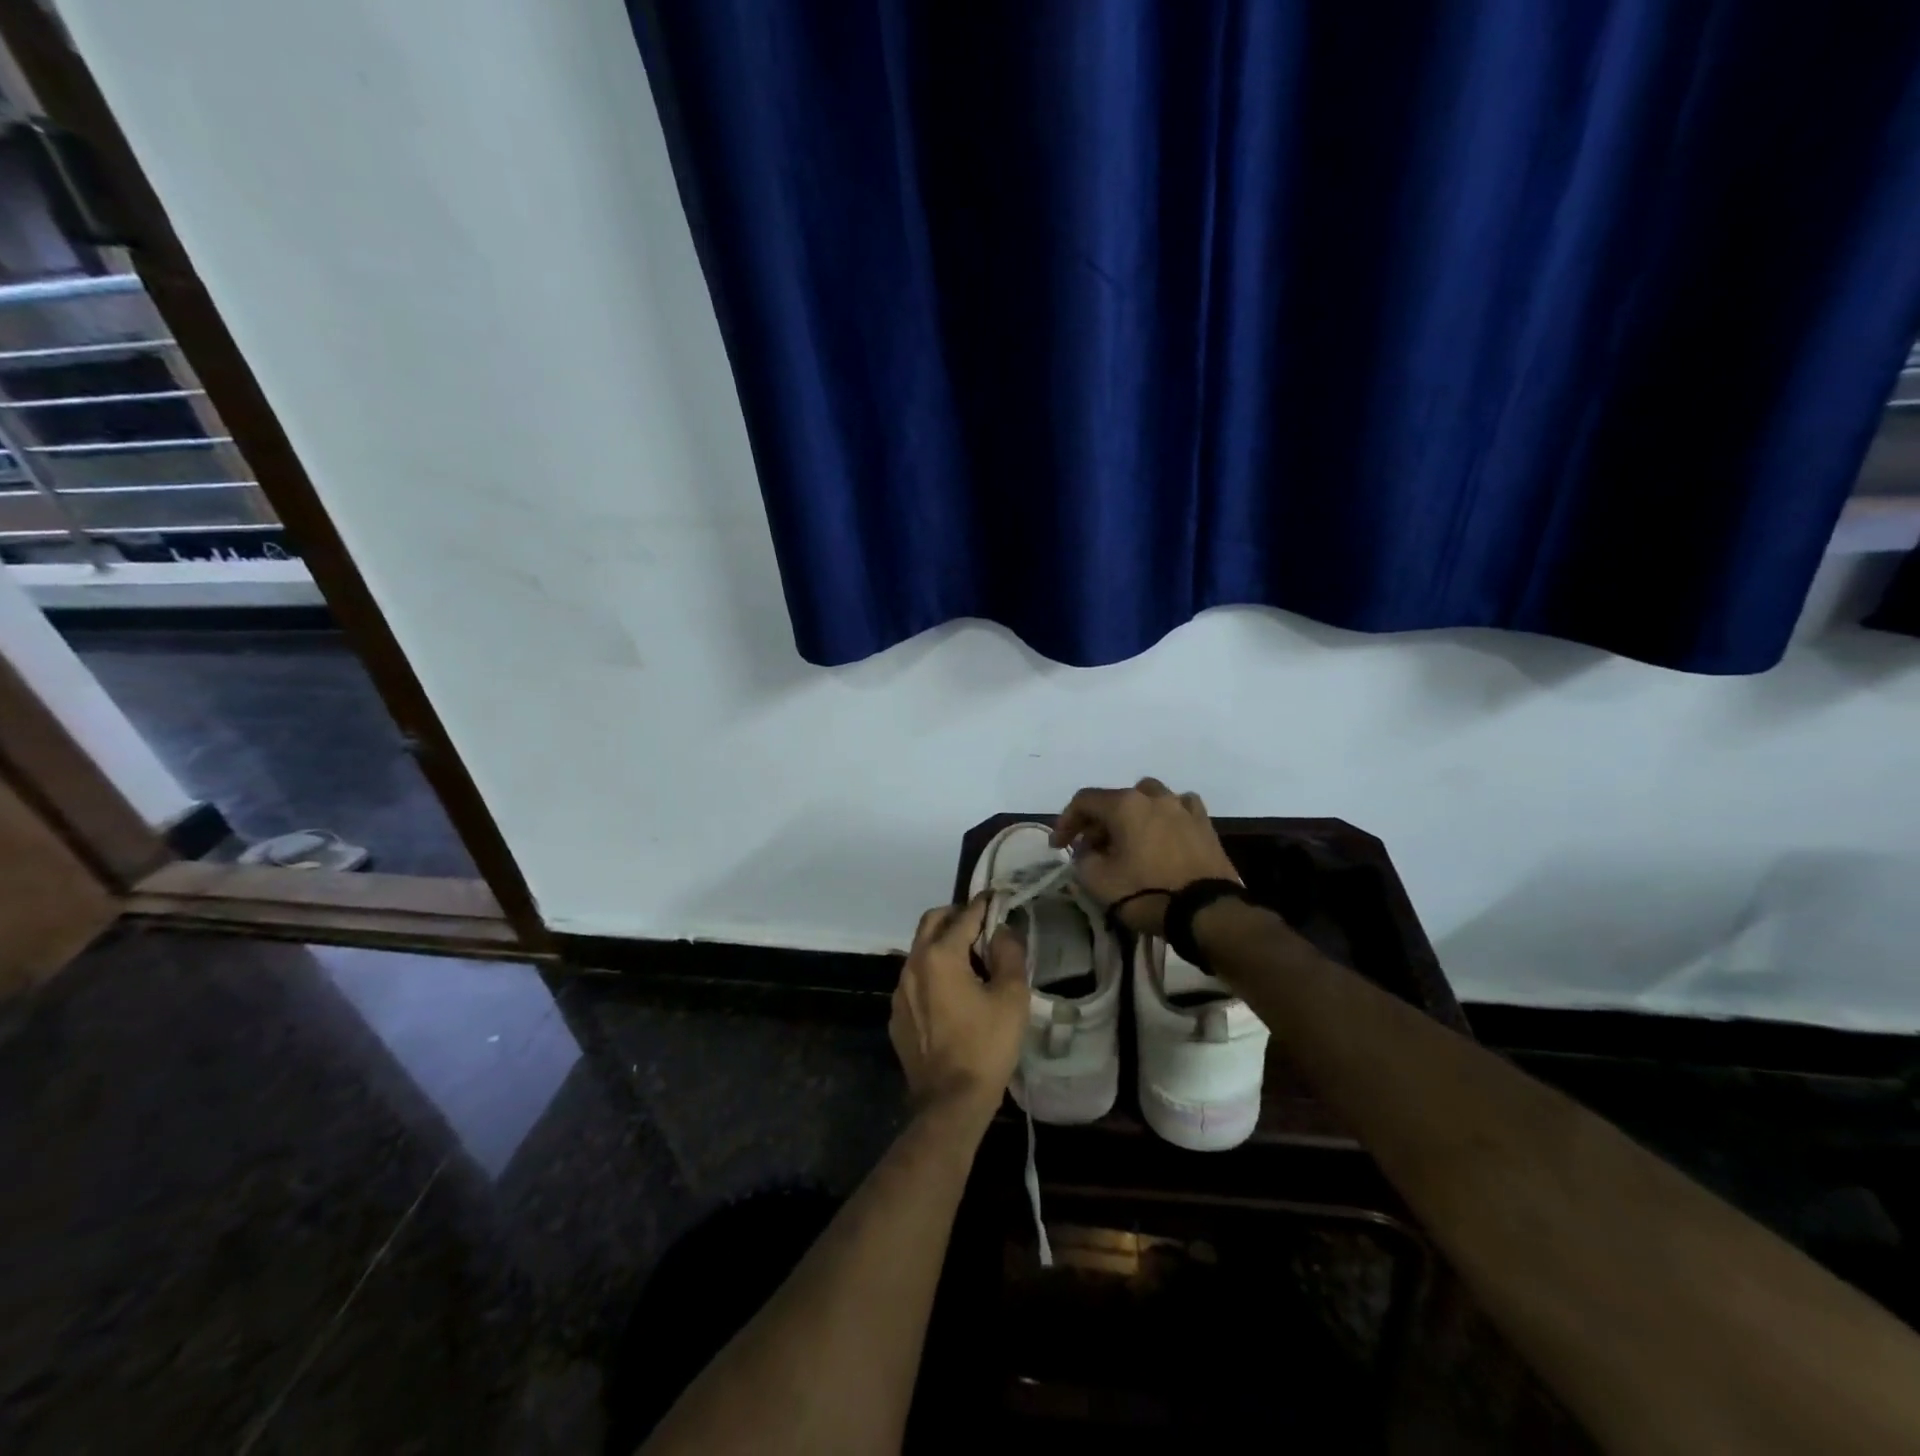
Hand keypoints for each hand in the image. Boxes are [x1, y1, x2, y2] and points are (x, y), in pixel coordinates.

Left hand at [890, 895, 1027, 1120]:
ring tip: (971, 959)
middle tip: (981, 924)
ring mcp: (900, 991)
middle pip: (932, 922)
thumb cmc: (986, 1045)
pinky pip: (915, 980)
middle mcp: (913, 964)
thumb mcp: (1011, 997)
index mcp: (940, 955)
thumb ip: (1009, 954)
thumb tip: (1003, 929)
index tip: (998, 898)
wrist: (950, 1102)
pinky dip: (933, 972)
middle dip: (956, 916)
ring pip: (920, 950)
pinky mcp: (897, 1015)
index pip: (964, 916)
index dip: (984, 905)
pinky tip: (953, 993)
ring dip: (943, 944)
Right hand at [1051, 778, 1239, 934]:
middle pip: (1116, 799)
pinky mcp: (1205, 825)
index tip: (1058, 847)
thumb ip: (1082, 858)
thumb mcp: (1097, 881)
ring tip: (1128, 838)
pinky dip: (1164, 817)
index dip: (1065, 821)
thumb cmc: (1146, 893)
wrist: (1205, 913)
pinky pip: (1179, 809)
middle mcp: (1154, 797)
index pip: (1084, 801)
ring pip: (1149, 798)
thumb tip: (1088, 850)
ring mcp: (1183, 808)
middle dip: (1098, 821)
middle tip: (1090, 848)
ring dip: (1132, 814)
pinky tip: (1162, 833)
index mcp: (1125, 805)